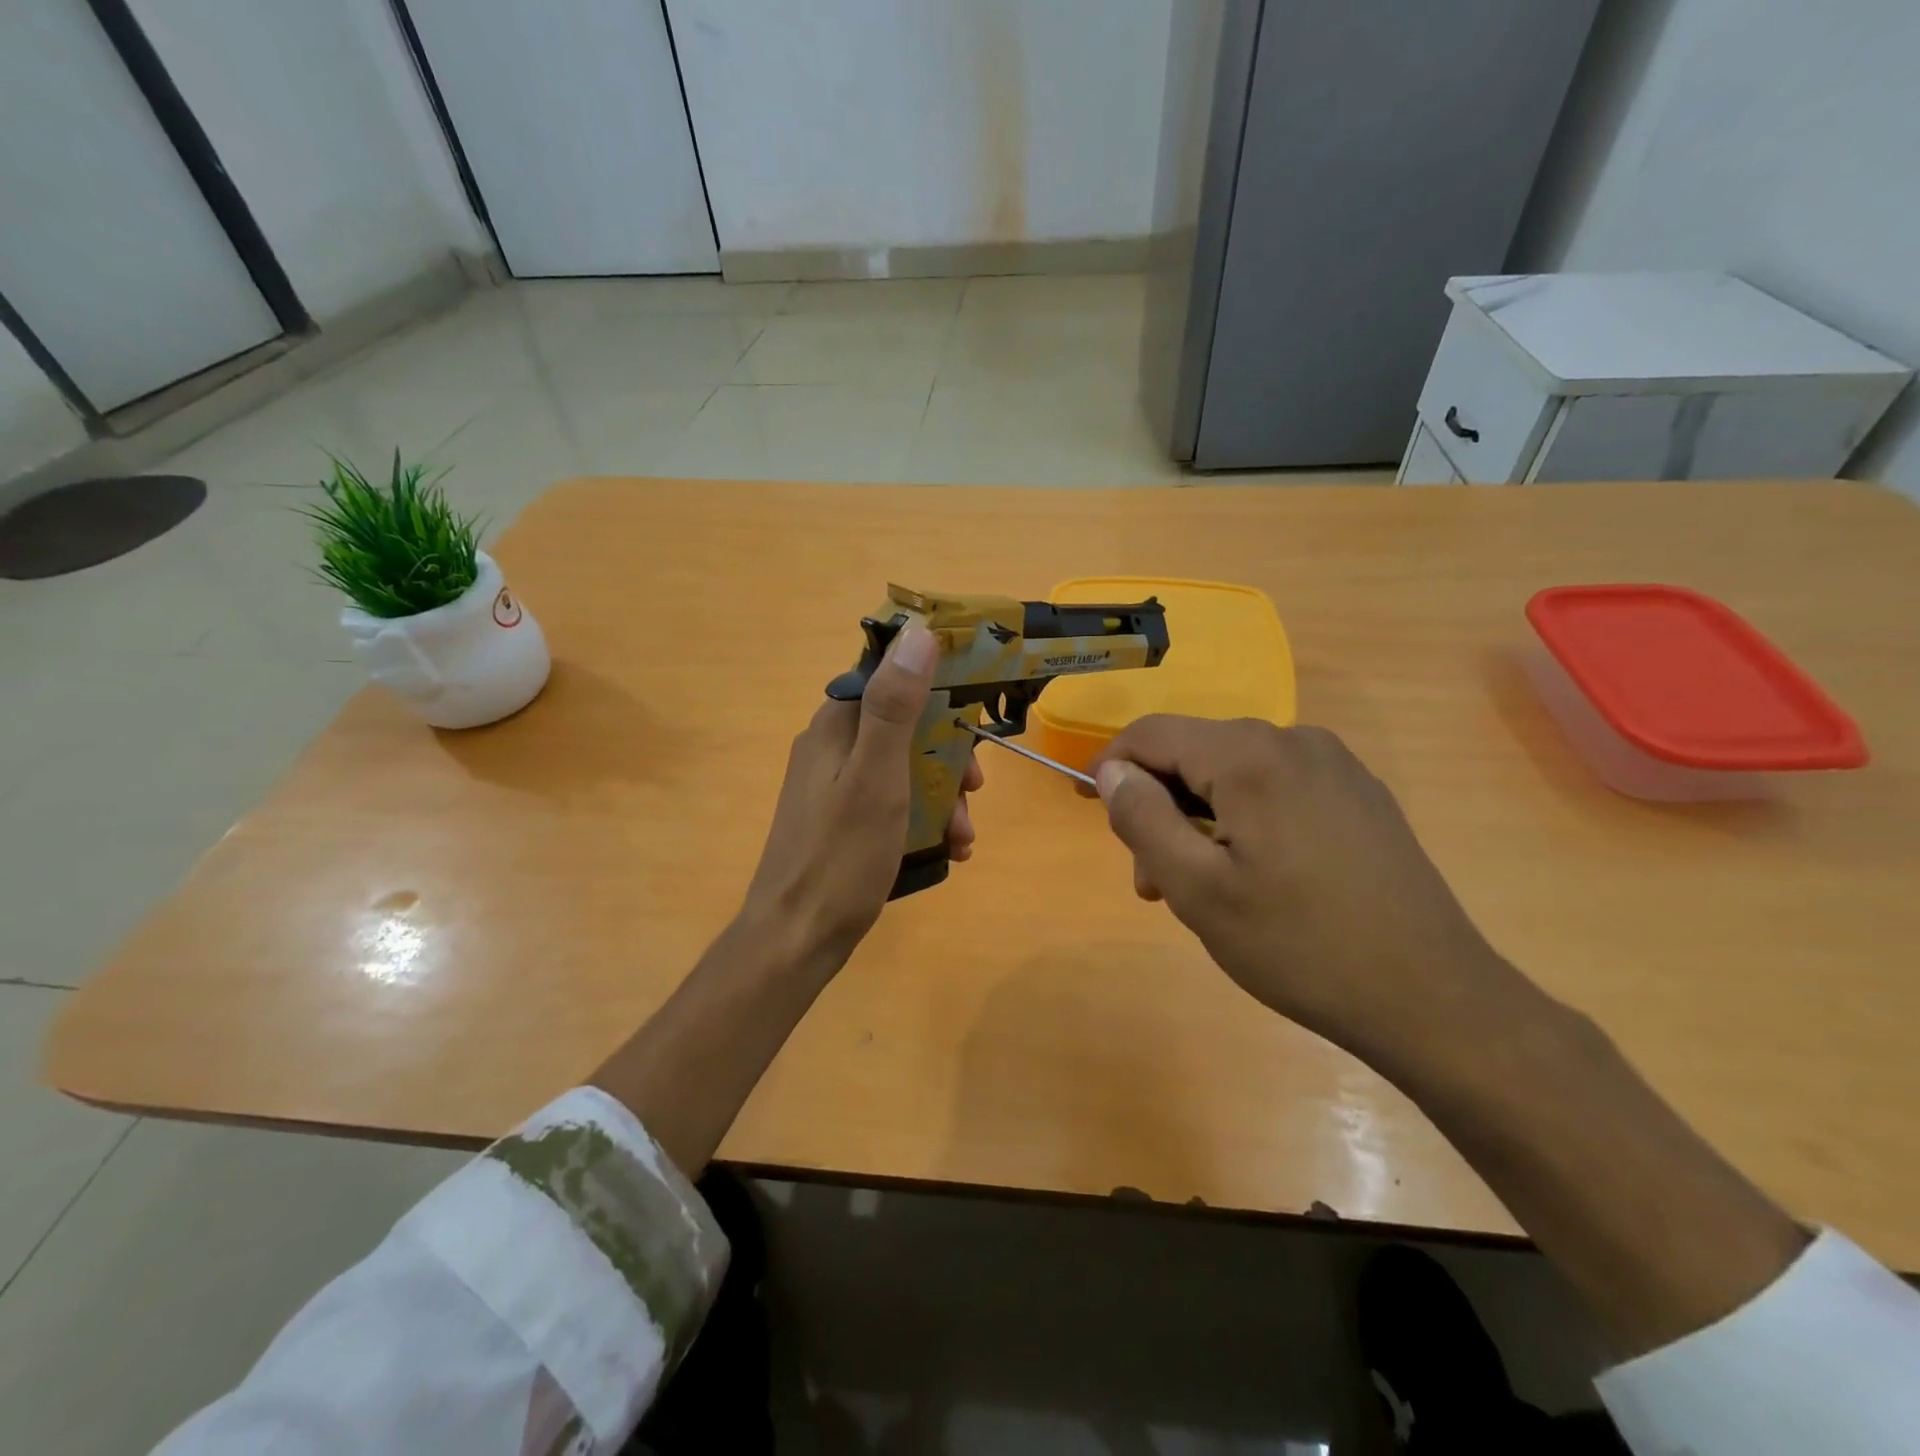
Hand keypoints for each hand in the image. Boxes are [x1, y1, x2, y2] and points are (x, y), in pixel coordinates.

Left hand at [740, 625, 982, 968]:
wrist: (795, 939)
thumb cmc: (840, 855)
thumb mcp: (877, 776)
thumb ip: (895, 705)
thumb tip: (918, 632)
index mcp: (836, 725)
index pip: (891, 678)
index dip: (938, 690)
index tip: (974, 719)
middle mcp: (832, 747)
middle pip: (905, 728)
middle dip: (948, 758)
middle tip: (976, 790)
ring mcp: (834, 787)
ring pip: (903, 770)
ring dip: (942, 796)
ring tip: (963, 837)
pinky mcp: (842, 822)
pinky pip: (892, 804)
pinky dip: (922, 820)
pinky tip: (948, 852)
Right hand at [1092, 716, 1527, 1064]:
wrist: (1433, 999)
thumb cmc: (1299, 946)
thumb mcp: (1197, 889)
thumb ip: (1142, 818)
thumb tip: (1112, 771)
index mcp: (1250, 756)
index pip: (1152, 734)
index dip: (1111, 766)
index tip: (1091, 811)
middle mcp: (1294, 740)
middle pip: (1195, 754)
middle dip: (1160, 808)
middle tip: (1152, 882)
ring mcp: (1335, 766)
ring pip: (1234, 775)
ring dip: (1199, 821)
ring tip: (1200, 892)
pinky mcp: (1359, 795)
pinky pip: (1276, 789)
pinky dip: (1243, 821)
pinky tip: (1254, 878)